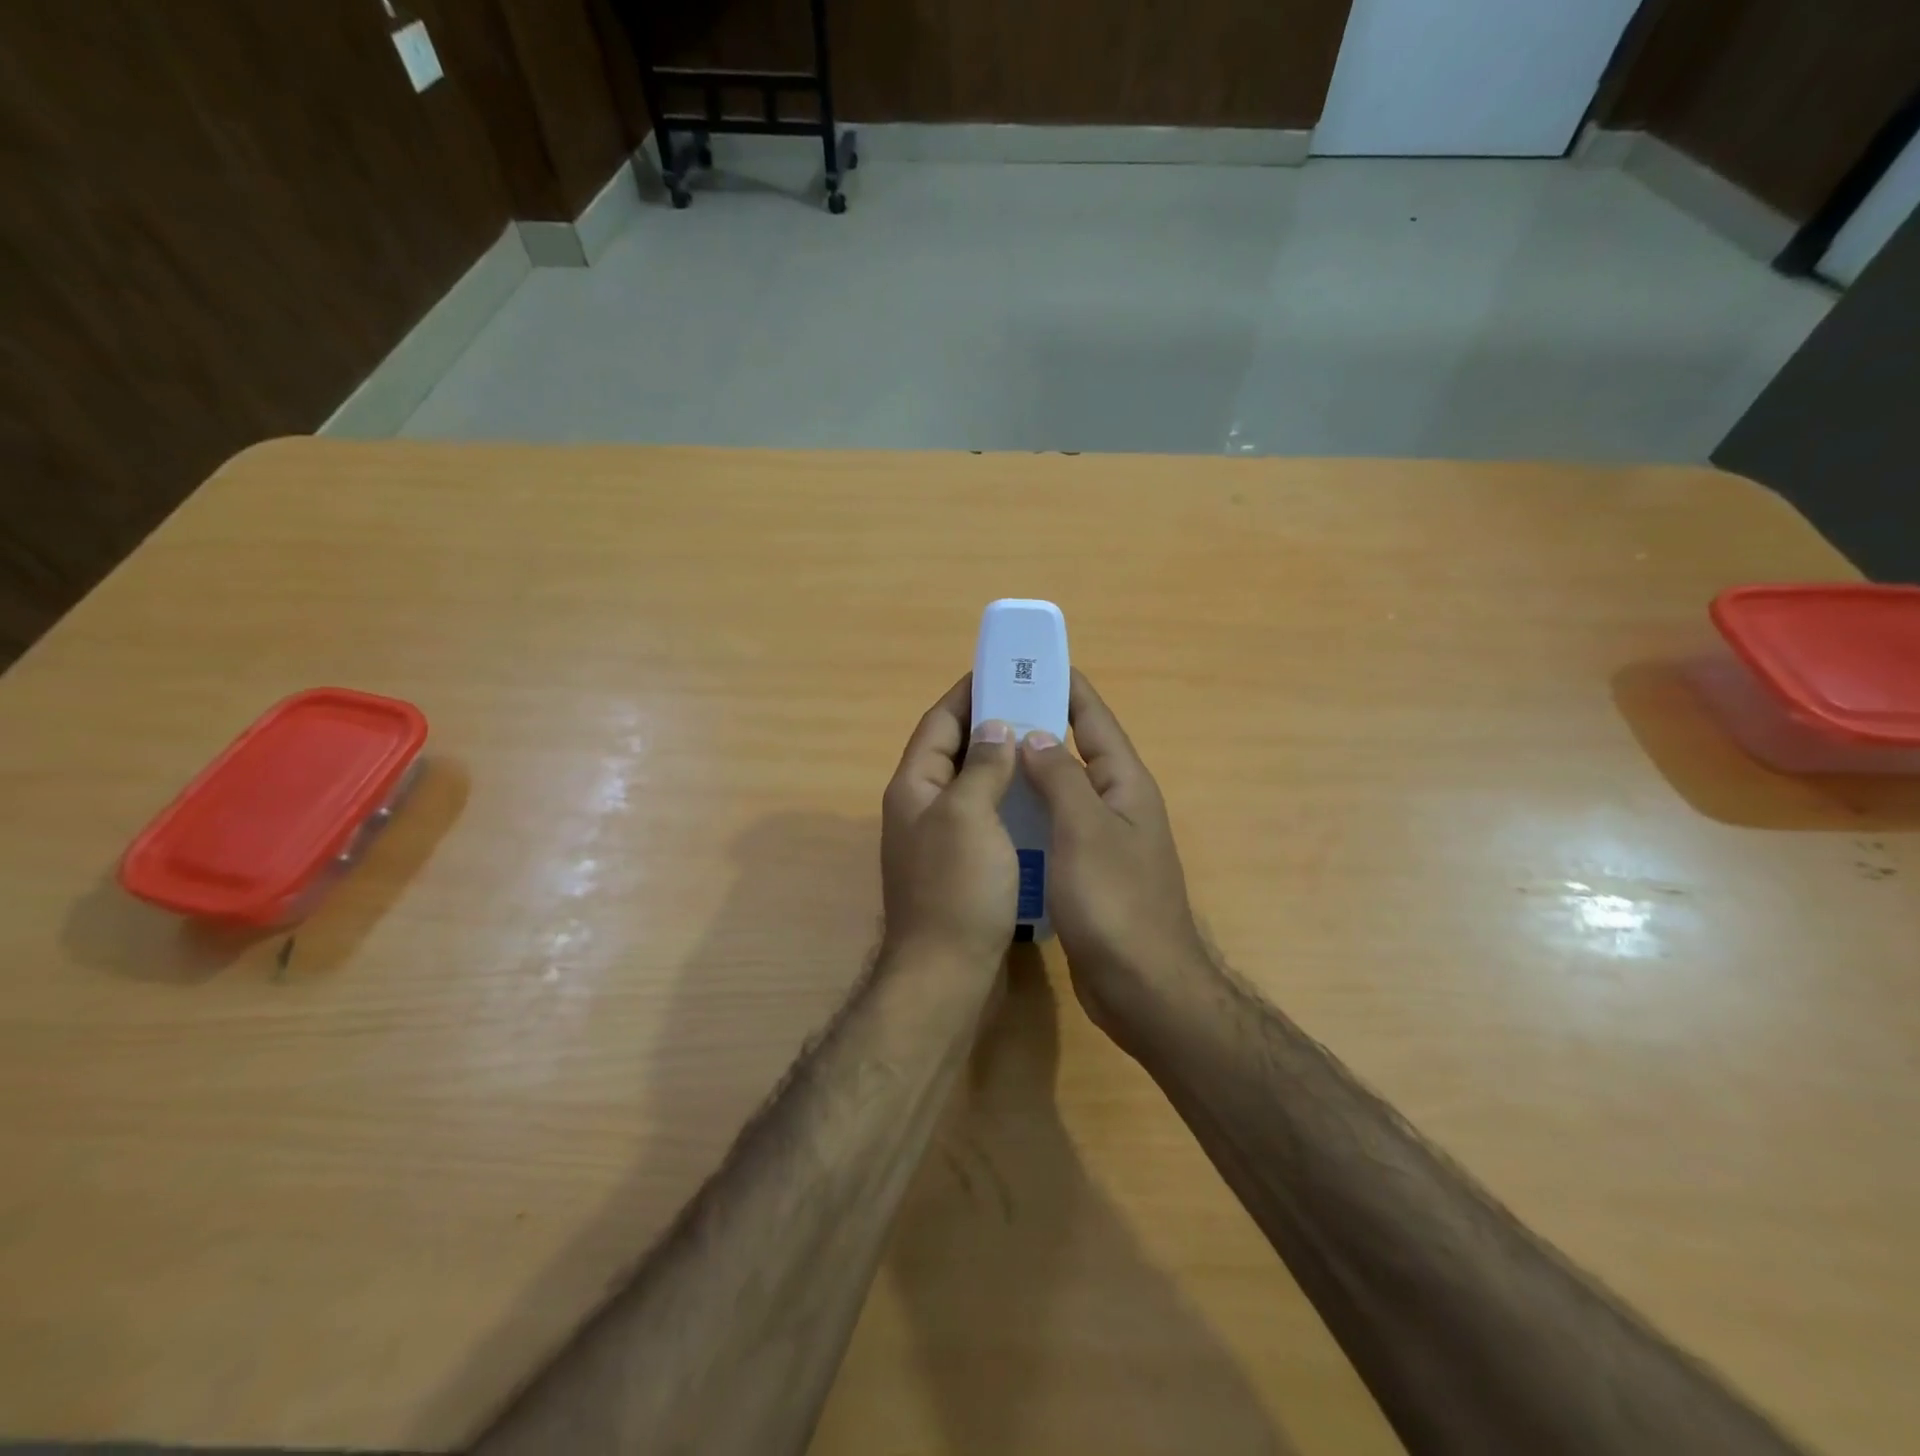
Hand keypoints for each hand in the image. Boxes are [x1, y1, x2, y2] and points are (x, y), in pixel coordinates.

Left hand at [881, 675, 1019, 969]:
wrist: (946, 975)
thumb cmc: (957, 888)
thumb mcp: (969, 815)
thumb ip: (982, 767)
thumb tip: (994, 728)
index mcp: (913, 787)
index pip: (937, 723)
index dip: (966, 695)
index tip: (1001, 673)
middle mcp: (919, 808)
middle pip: (952, 752)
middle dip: (988, 726)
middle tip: (1032, 707)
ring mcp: (937, 840)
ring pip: (969, 786)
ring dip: (999, 764)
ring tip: (1041, 746)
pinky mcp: (958, 868)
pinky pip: (982, 819)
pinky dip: (1005, 802)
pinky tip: (1036, 801)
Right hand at [1018, 671, 1208, 1030]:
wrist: (1143, 988)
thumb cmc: (1114, 902)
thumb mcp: (1083, 830)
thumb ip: (1059, 778)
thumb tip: (1034, 735)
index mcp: (1124, 784)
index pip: (1093, 719)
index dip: (1065, 686)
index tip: (1030, 662)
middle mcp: (1117, 804)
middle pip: (1075, 751)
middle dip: (1037, 726)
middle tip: (990, 711)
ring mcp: (1103, 841)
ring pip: (1061, 792)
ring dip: (1029, 772)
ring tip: (984, 756)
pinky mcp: (1088, 873)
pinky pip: (1055, 828)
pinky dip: (1030, 814)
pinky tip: (998, 816)